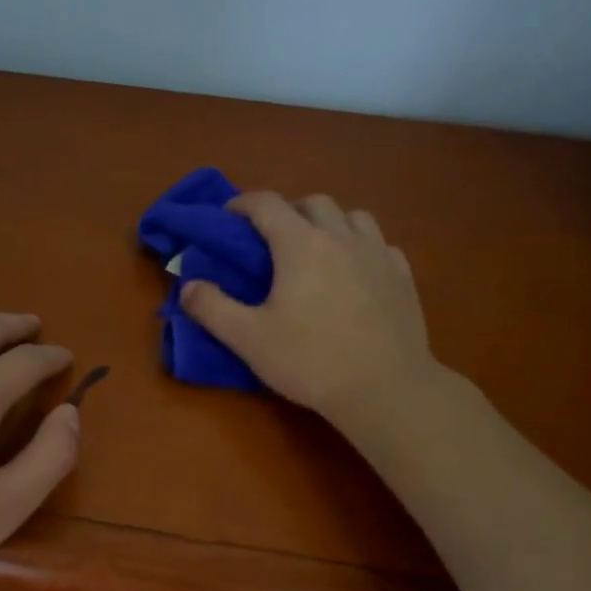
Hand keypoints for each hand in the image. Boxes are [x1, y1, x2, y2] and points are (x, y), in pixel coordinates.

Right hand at [181, 192, 444, 435]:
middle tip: (272, 239)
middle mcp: (341, 237)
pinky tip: (355, 272)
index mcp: (300, 245)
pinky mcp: (403, 276)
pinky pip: (380, 245)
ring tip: (317, 249)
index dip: (242, 204)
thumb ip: (212, 308)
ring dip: (329, 222)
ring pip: (353, 216)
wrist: (383, 388)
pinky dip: (361, 247)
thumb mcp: (248, 340)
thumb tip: (187, 287)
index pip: (266, 204)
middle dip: (287, 211)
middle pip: (313, 202)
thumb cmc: (310, 361)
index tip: (228, 217)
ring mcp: (378, 254)